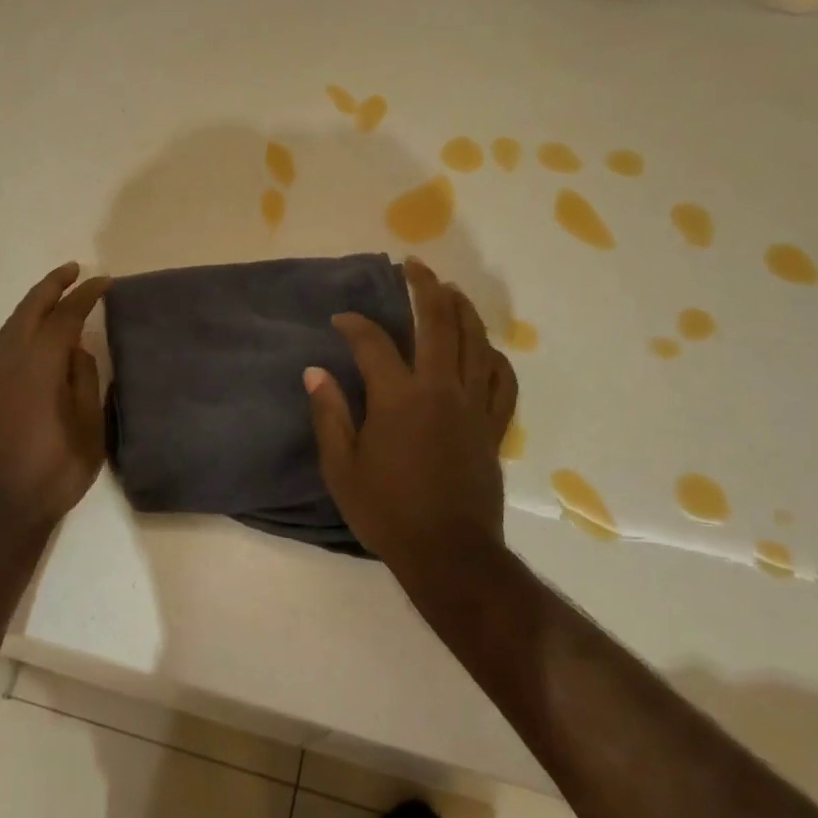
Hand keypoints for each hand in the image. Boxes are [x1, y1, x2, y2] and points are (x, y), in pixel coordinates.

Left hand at [0, 262, 110, 541]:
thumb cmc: (54, 472)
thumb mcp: (88, 428)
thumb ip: (84, 380)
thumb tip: (76, 349)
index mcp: (40, 366)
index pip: (65, 316)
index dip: (86, 296)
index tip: (104, 283)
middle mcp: (9, 360)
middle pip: (30, 309)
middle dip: (53, 285)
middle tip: (76, 271)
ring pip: (11, 324)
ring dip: (33, 303)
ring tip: (55, 294)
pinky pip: (1, 343)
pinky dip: (20, 326)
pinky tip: (31, 333)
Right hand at [305, 258, 517, 574]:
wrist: (448, 552)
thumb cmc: (387, 511)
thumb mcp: (342, 468)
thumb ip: (329, 414)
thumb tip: (315, 372)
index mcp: (398, 398)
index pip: (374, 343)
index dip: (354, 325)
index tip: (341, 321)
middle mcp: (439, 390)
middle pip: (438, 324)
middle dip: (425, 288)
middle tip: (415, 265)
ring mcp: (472, 406)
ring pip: (475, 343)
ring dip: (463, 310)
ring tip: (451, 290)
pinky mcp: (492, 426)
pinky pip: (502, 382)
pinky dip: (495, 358)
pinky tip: (486, 347)